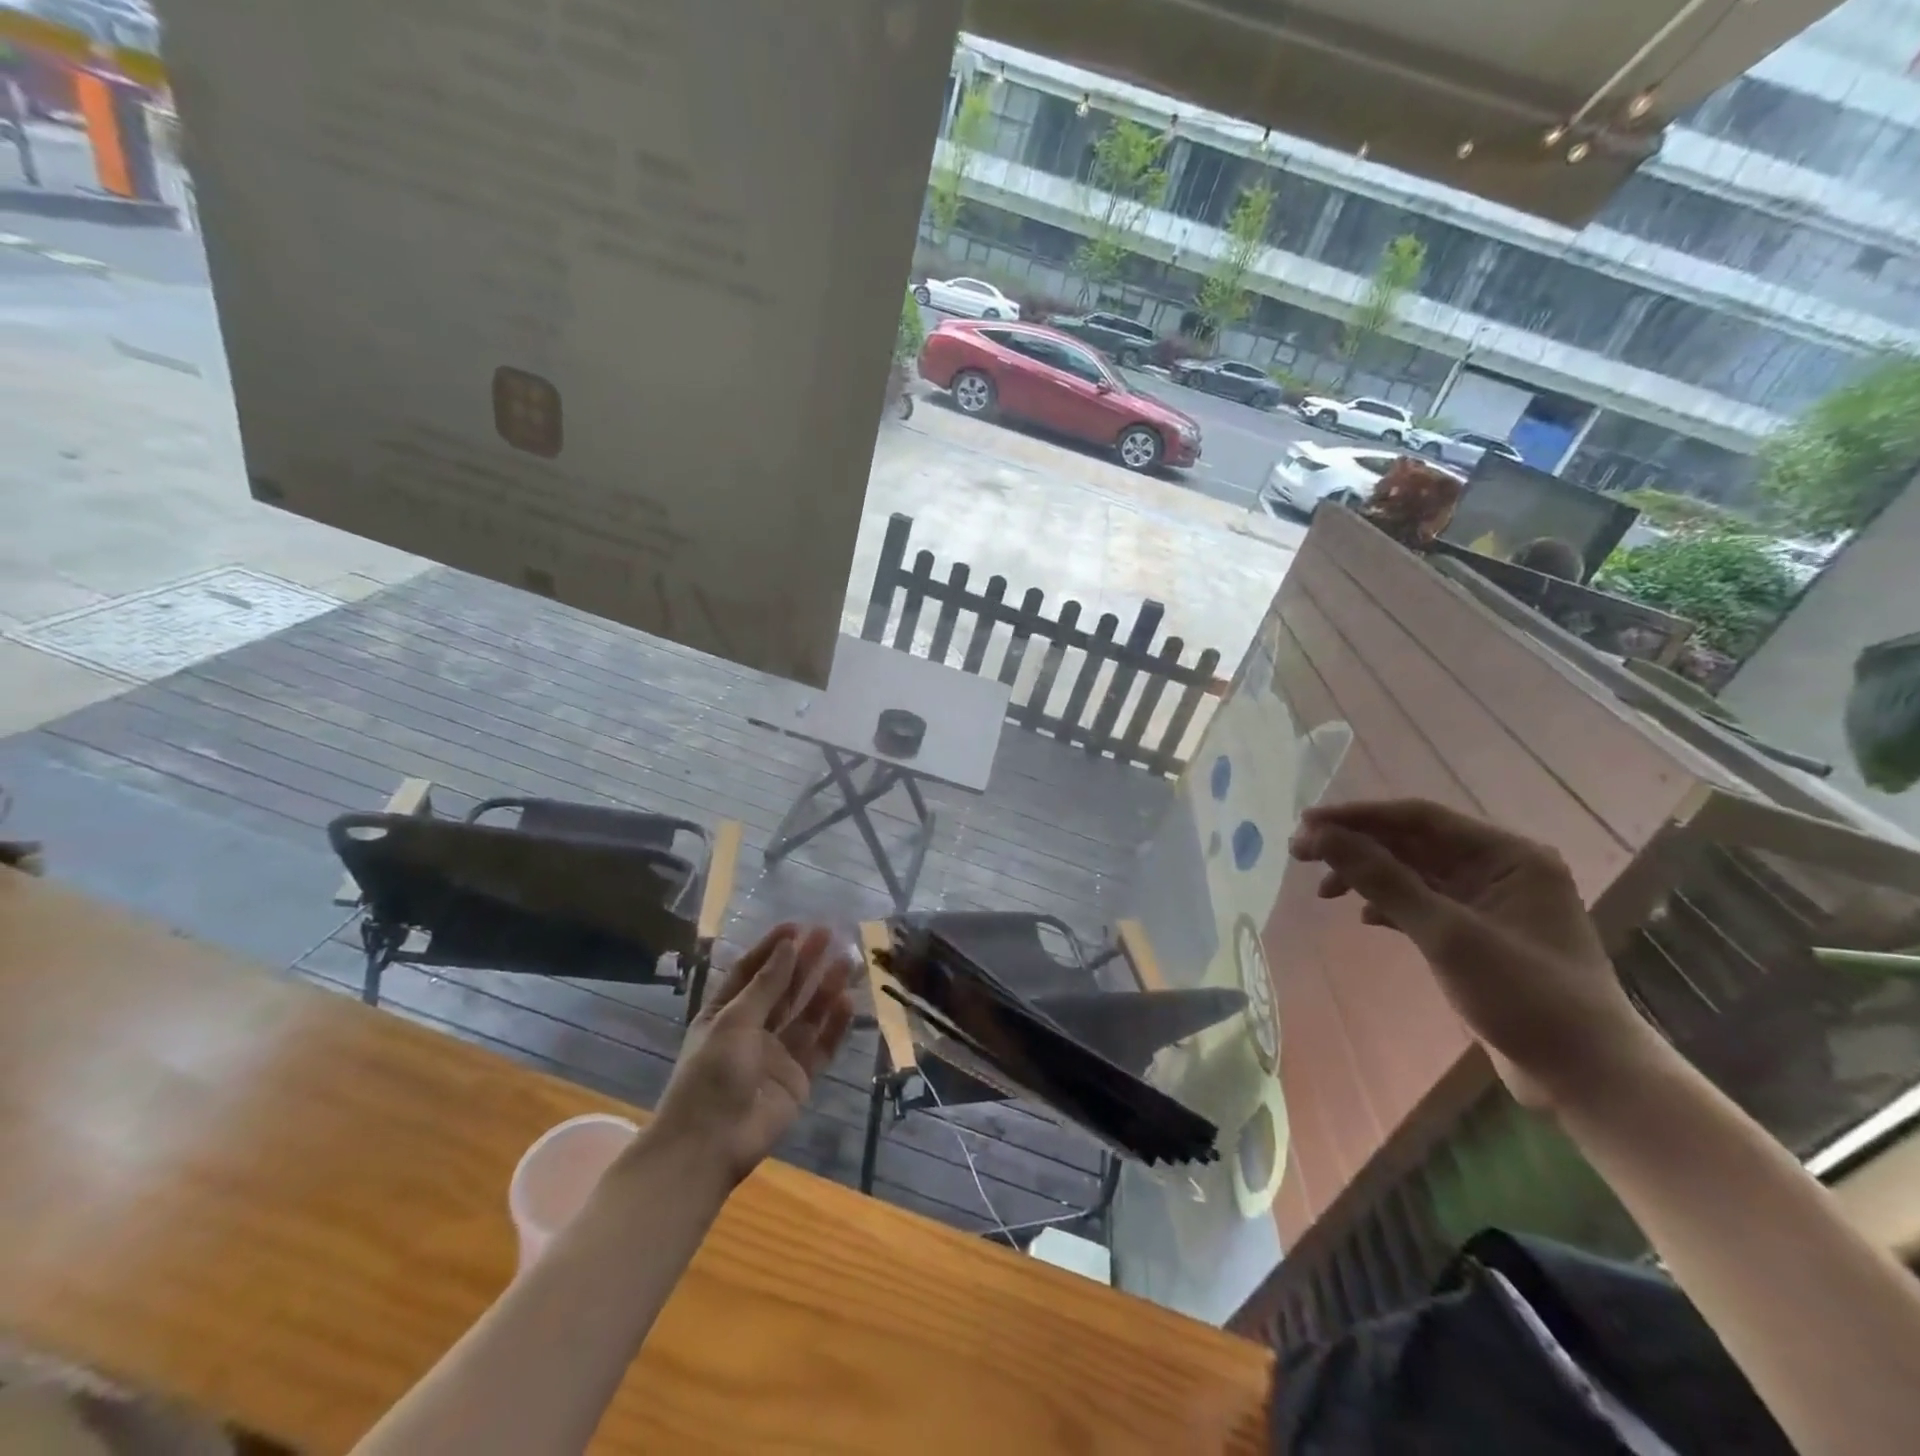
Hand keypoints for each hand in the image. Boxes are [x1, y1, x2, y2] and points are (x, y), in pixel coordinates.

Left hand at [645, 924, 854, 1188]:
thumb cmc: (710, 1075)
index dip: (773, 949)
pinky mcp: (798, 1079)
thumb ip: (766, 986)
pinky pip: (820, 1046)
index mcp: (725, 1014)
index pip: (752, 972)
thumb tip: (788, 946)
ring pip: (807, 1014)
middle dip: (805, 962)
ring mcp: (777, 1055)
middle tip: (830, 935)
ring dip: (825, 987)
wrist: (708, 1147)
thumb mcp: (733, 1022)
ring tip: (848, 961)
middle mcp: (752, 1030)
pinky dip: (835, 1025)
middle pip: (784, 990)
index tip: (797, 926)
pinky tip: (849, 1001)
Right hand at [1289, 798, 1659, 1110]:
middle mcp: (1499, 869)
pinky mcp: (1477, 933)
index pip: (1418, 818)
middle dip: (1355, 845)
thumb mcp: (1446, 933)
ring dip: (1366, 876)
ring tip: (1322, 891)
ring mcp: (1488, 902)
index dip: (1358, 817)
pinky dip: (1387, 905)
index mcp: (1507, 855)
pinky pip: (1421, 902)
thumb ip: (1381, 879)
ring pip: (1412, 873)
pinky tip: (1362, 917)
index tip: (1306, 824)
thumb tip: (1321, 835)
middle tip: (1299, 852)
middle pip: (1411, 842)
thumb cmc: (1524, 995)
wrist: (1586, 1076)